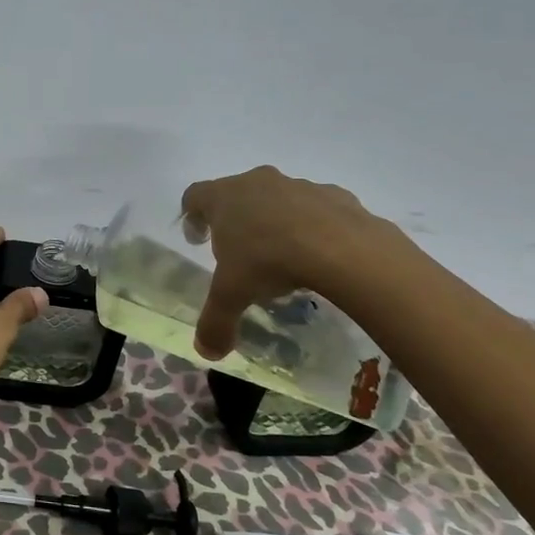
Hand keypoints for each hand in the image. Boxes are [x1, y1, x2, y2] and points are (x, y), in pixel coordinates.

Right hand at [180, 166, 399, 359]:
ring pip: (278, 199)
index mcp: (224, 198)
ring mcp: (299, 185)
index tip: (198, 240)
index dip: (191, 217)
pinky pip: (317, 208)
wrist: (344, 249)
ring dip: (276, 221)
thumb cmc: (269, 261)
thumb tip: (206, 351)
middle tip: (241, 252)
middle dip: (235, 220)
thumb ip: (215, 322)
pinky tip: (321, 254)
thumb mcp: (233, 296)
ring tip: (285, 257)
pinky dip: (315, 226)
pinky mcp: (336, 195)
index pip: (194, 196)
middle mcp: (258, 182)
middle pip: (237, 194)